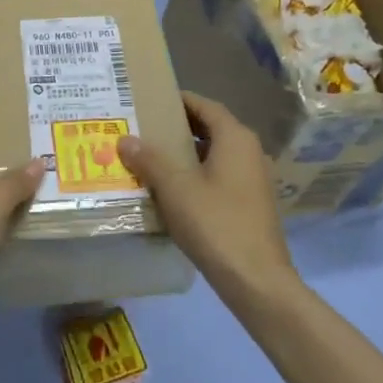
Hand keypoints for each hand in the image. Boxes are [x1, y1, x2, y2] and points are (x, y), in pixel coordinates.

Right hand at [118, 94, 295, 298]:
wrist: (257, 281)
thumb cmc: (216, 224)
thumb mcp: (175, 188)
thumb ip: (149, 160)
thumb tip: (125, 139)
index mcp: (235, 139)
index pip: (205, 105)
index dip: (178, 100)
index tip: (150, 101)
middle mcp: (249, 152)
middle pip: (210, 128)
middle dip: (177, 127)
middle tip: (144, 128)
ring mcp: (253, 179)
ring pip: (214, 154)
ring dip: (185, 153)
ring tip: (150, 157)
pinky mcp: (250, 204)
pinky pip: (219, 176)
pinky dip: (196, 175)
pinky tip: (171, 189)